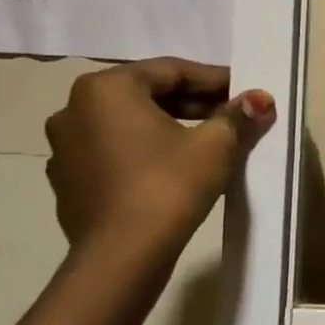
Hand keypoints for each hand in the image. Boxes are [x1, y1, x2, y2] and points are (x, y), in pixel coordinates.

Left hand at [44, 58, 275, 257]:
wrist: (123, 253)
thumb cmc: (169, 185)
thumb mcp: (215, 144)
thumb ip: (237, 115)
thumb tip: (259, 99)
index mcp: (106, 89)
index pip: (172, 70)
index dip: (215, 79)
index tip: (246, 92)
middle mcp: (74, 109)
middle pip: (146, 94)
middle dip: (193, 102)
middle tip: (232, 115)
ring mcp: (64, 147)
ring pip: (128, 124)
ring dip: (169, 126)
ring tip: (208, 142)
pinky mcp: (68, 180)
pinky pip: (114, 152)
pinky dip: (145, 151)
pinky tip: (174, 168)